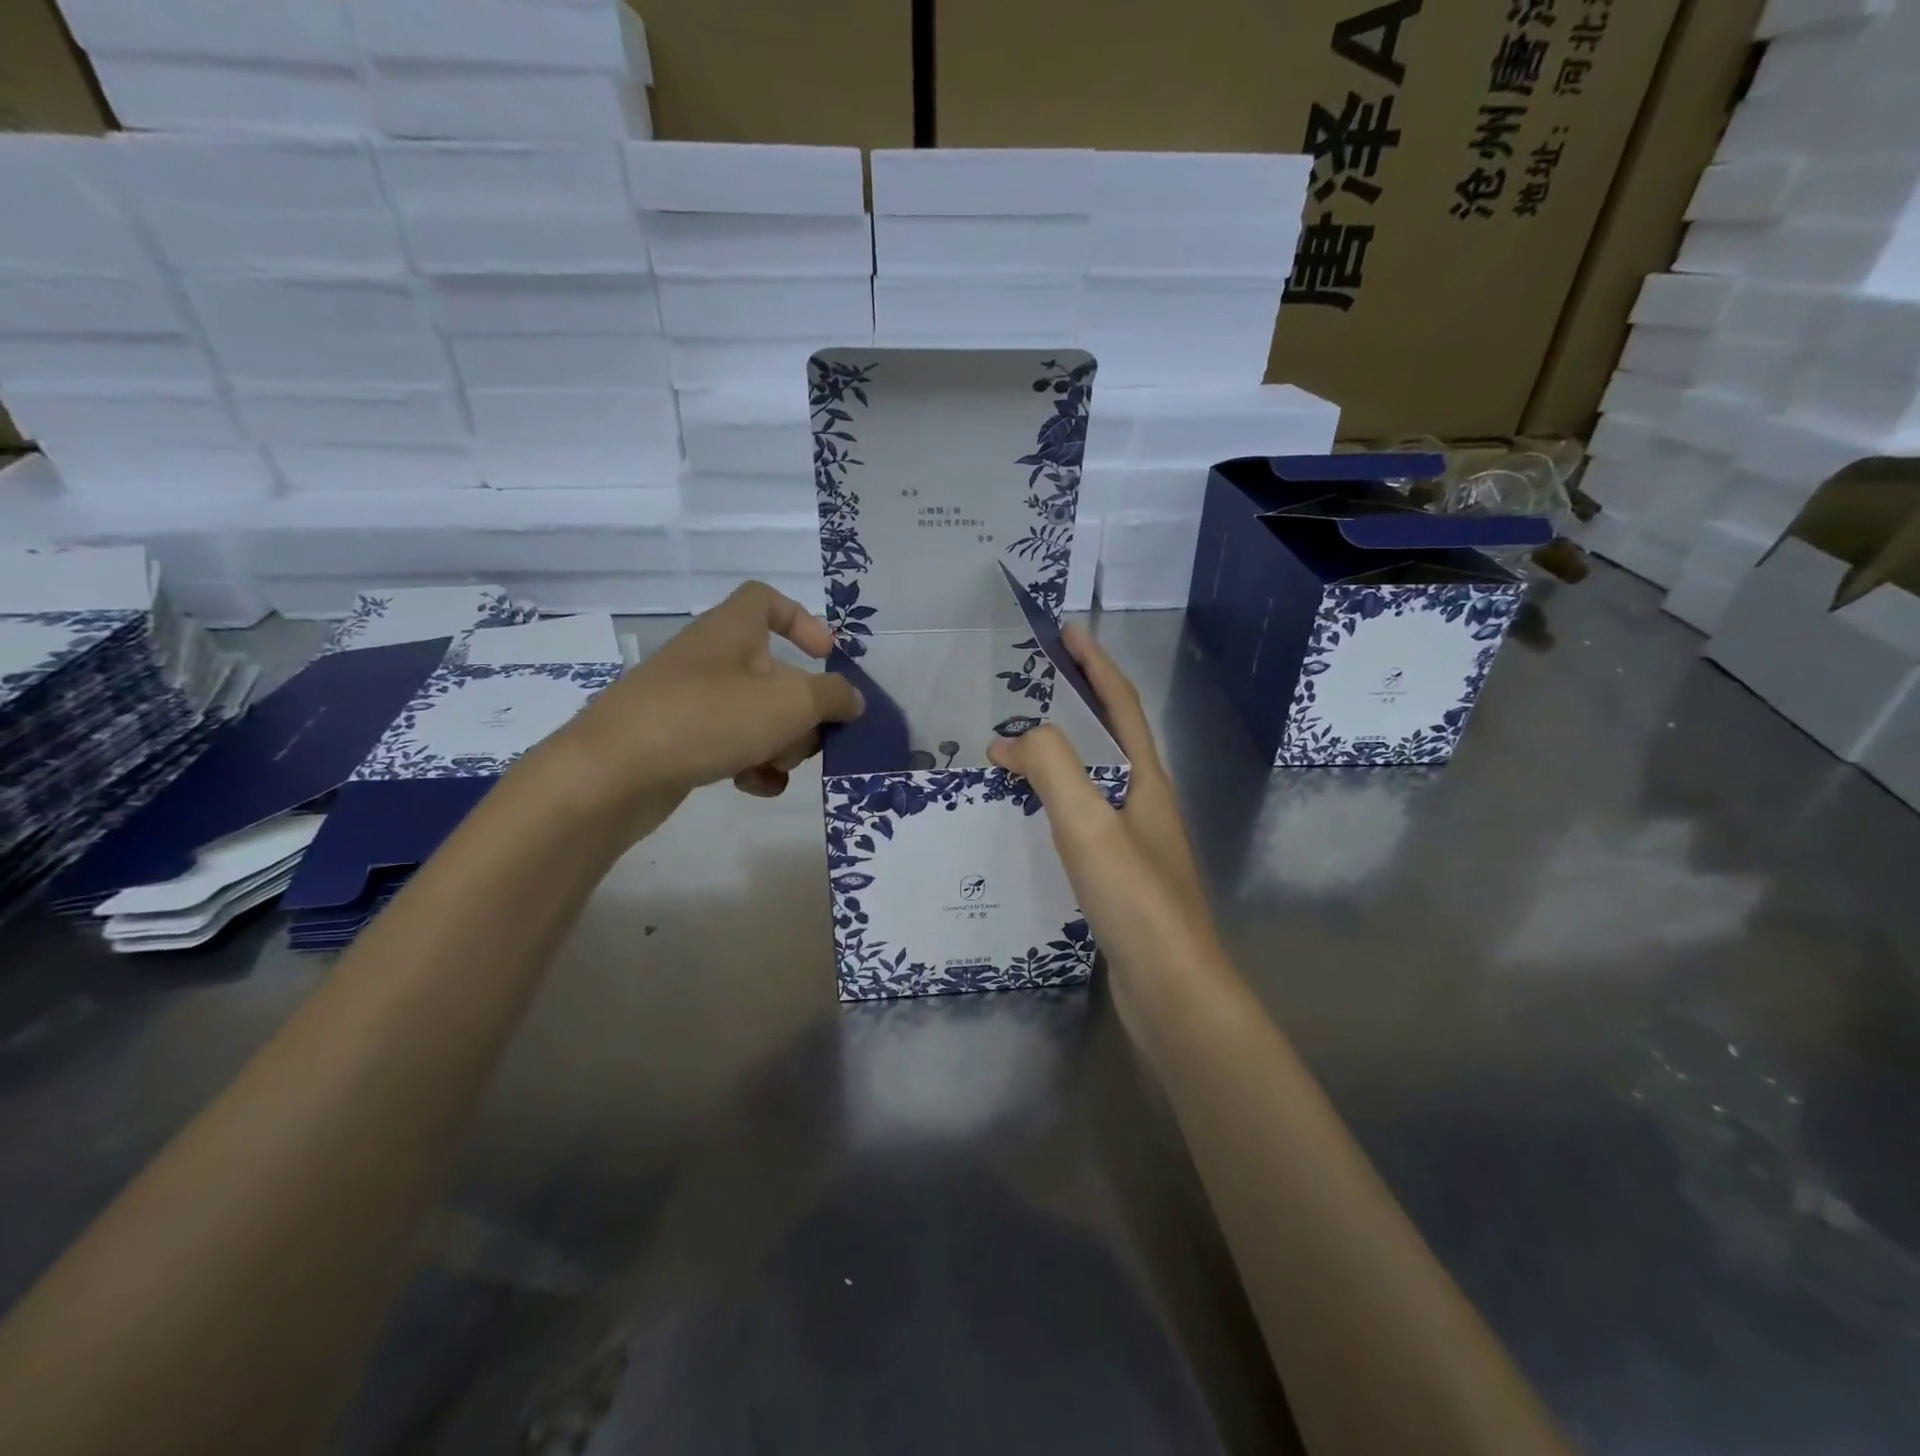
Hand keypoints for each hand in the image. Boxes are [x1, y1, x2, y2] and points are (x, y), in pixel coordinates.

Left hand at [549, 582, 864, 808]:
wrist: (614, 772)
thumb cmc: (709, 718)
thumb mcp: (790, 704)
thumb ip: (833, 697)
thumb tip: (853, 699)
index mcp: (732, 630)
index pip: (766, 600)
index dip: (802, 620)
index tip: (826, 656)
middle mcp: (710, 658)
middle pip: (774, 672)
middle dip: (801, 709)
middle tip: (809, 736)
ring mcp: (690, 700)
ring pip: (755, 714)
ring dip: (780, 743)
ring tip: (776, 767)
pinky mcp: (677, 740)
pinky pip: (729, 744)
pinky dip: (750, 763)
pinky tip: (755, 787)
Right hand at [986, 625, 1227, 1010]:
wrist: (1173, 991)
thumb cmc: (1135, 900)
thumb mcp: (1088, 824)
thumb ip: (1052, 768)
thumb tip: (1013, 739)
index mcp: (1146, 781)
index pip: (1120, 705)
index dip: (1096, 664)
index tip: (1068, 631)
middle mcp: (1146, 803)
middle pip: (1110, 737)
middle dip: (1076, 702)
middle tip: (1031, 685)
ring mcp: (1137, 841)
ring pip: (1095, 779)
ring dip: (1061, 753)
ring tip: (1019, 746)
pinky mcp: (1122, 876)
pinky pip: (1083, 817)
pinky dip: (1055, 800)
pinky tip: (1030, 816)